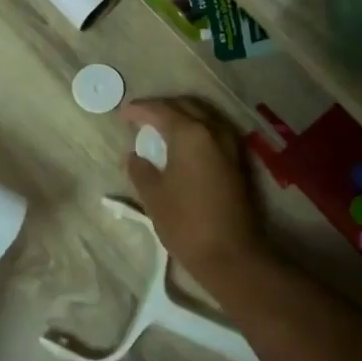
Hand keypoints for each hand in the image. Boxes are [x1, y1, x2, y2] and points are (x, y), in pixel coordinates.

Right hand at [120, 98, 267, 288]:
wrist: (230, 254)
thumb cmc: (185, 222)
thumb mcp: (153, 195)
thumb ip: (140, 169)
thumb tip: (134, 156)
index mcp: (190, 134)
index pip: (161, 111)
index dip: (139, 110)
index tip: (123, 114)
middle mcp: (214, 131)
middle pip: (186, 106)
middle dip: (162, 107)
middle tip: (141, 116)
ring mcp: (231, 146)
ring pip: (204, 116)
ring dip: (182, 115)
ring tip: (161, 127)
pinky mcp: (238, 162)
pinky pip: (214, 132)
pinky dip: (196, 130)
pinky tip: (183, 143)